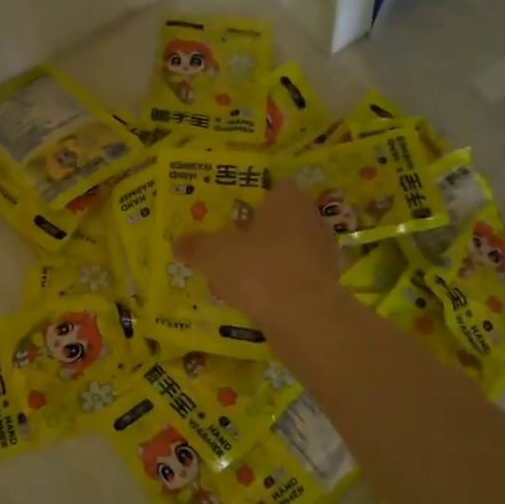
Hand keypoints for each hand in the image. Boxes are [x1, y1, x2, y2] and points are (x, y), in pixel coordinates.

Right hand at [174, 177, 343, 335]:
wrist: (303, 316)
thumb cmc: (256, 269)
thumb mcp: (213, 255)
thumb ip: (195, 246)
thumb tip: (177, 243)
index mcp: (287, 199)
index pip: (273, 187)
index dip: (252, 199)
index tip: (231, 215)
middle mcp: (311, 218)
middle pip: (280, 218)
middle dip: (257, 232)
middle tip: (231, 246)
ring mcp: (323, 251)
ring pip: (289, 248)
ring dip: (268, 259)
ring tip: (239, 277)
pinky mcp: (327, 281)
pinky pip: (296, 275)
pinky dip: (279, 282)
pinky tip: (258, 298)